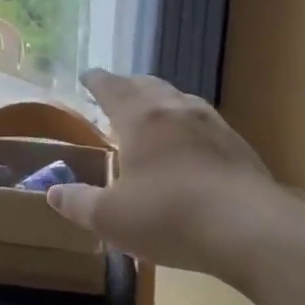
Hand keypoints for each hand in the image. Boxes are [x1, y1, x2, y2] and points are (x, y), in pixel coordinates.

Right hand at [46, 70, 289, 273]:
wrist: (251, 230)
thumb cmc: (169, 216)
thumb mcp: (111, 218)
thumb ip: (78, 203)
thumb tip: (52, 192)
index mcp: (140, 119)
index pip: (112, 87)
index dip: (96, 80)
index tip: (86, 75)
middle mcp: (176, 110)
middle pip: (148, 85)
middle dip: (128, 85)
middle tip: (116, 92)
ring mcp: (213, 125)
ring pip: (180, 99)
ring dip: (161, 101)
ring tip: (152, 114)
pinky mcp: (239, 146)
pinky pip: (204, 123)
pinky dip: (187, 124)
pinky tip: (190, 145)